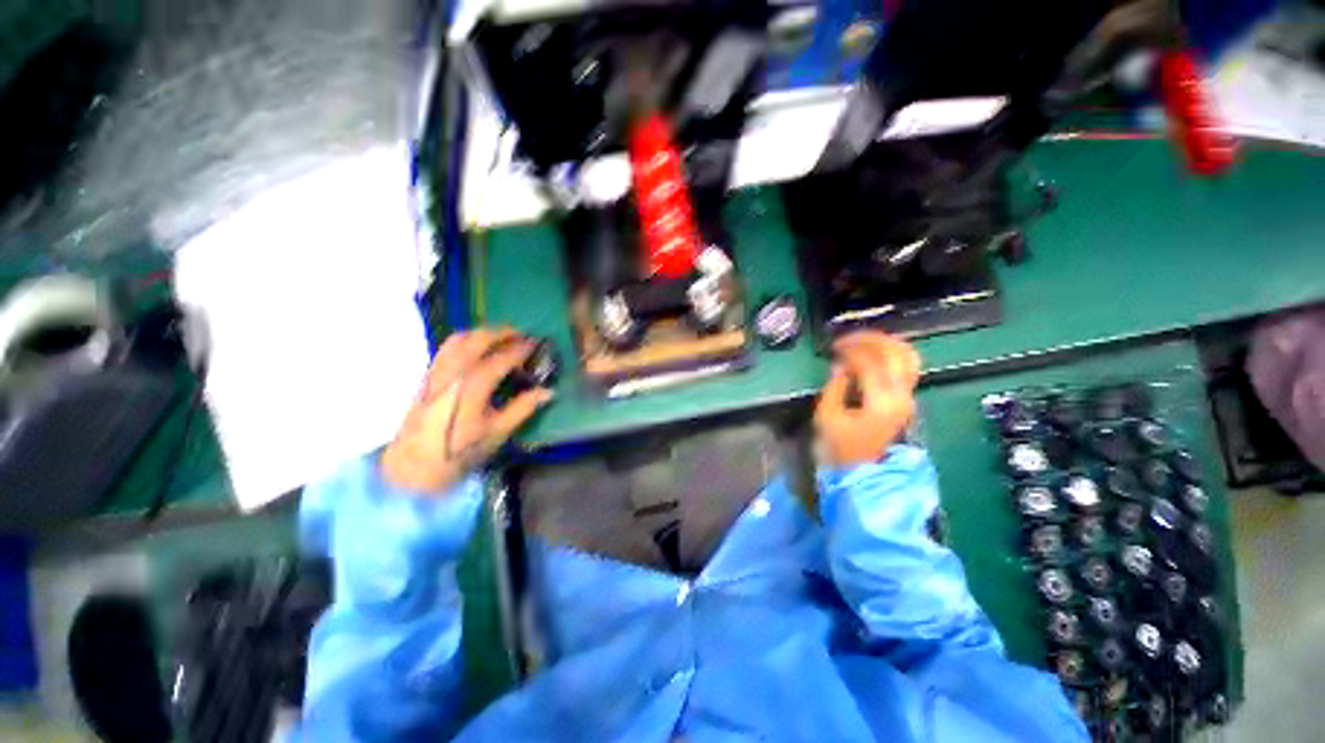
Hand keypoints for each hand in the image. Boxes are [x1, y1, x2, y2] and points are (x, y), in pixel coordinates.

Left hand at [382, 328, 553, 491]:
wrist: (413, 467)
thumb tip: (548, 391)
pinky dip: (466, 340)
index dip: (521, 349)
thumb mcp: (497, 433)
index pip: (501, 358)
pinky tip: (476, 349)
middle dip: (501, 332)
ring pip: (458, 339)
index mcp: (472, 386)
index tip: (536, 344)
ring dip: (482, 333)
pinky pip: (447, 347)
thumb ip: (523, 408)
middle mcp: (452, 372)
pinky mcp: (428, 376)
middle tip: (521, 334)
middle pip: (477, 339)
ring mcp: (437, 372)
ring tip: (500, 337)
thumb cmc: (459, 452)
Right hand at [814, 332, 920, 466]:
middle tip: (846, 339)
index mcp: (882, 402)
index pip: (870, 362)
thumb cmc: (840, 447)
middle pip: (895, 353)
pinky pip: (905, 366)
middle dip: (870, 340)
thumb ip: (835, 385)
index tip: (832, 347)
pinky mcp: (906, 399)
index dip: (850, 350)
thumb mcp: (828, 415)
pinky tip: (872, 353)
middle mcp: (902, 395)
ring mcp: (908, 397)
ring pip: (908, 356)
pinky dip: (890, 353)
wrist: (862, 473)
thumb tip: (840, 364)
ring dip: (884, 343)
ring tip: (860, 341)